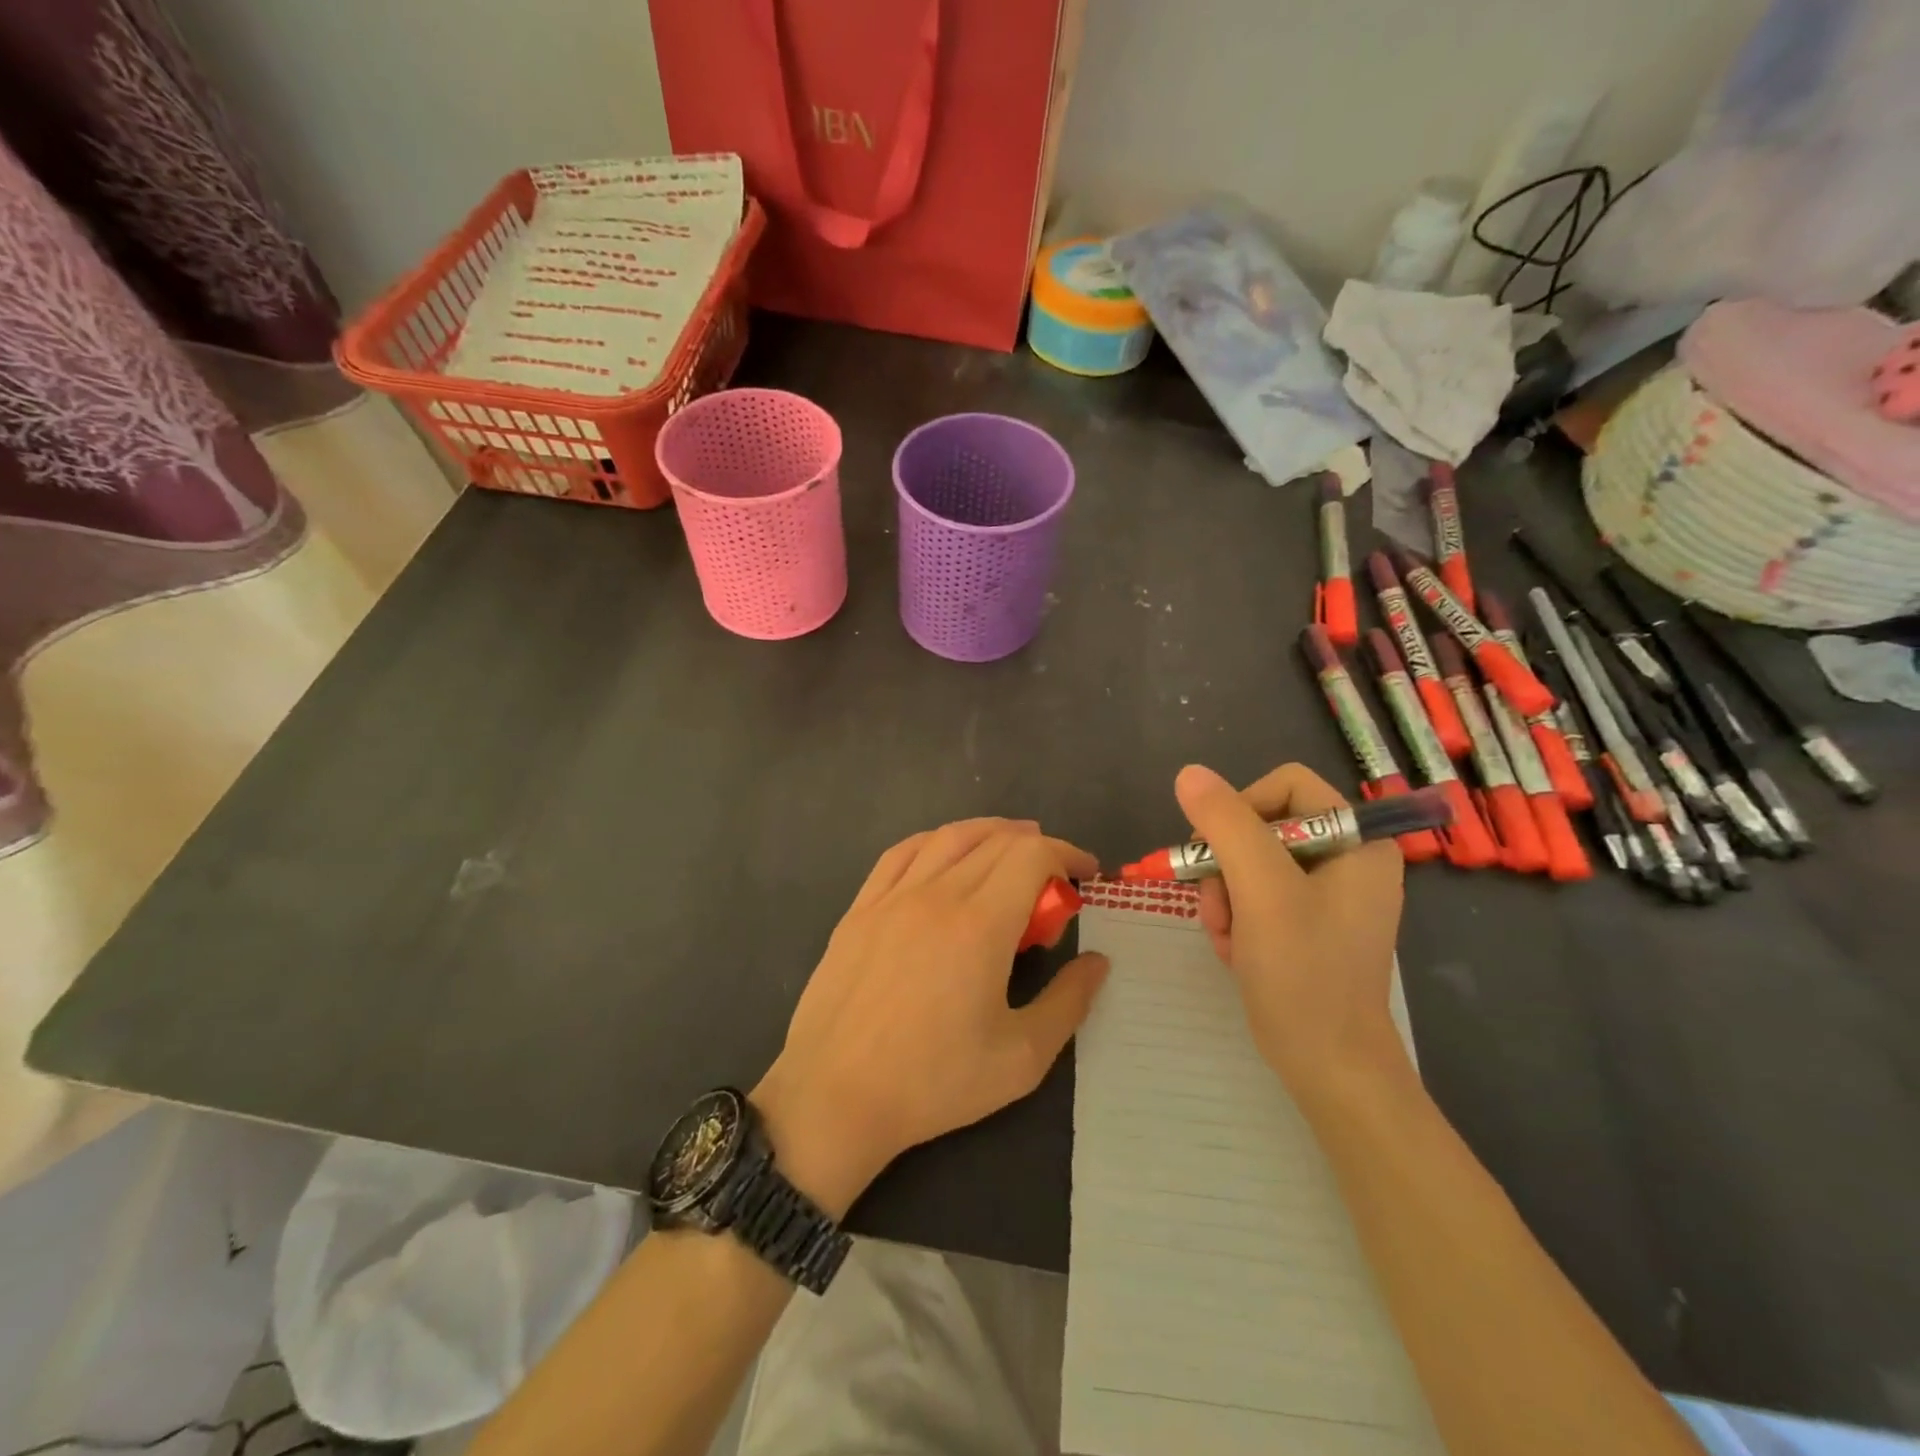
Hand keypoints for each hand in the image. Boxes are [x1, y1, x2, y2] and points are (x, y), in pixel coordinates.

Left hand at [753, 819, 1107, 1217]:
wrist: (834, 1097)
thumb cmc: (933, 1082)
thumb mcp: (1021, 1058)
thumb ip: (1068, 1003)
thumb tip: (1097, 962)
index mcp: (980, 924)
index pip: (1032, 856)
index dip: (1067, 854)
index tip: (1087, 875)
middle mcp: (936, 894)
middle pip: (996, 841)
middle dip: (1036, 849)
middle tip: (1054, 882)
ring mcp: (892, 897)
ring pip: (948, 837)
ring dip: (989, 834)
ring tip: (1010, 850)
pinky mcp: (860, 908)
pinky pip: (901, 853)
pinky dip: (935, 842)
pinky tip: (944, 854)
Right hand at [1177, 763, 1408, 1105]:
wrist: (1328, 1066)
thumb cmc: (1304, 973)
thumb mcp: (1261, 890)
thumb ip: (1227, 824)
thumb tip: (1190, 774)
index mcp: (1357, 841)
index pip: (1286, 786)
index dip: (1242, 807)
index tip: (1217, 850)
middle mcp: (1347, 860)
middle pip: (1262, 825)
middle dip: (1227, 865)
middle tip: (1217, 905)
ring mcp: (1327, 895)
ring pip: (1249, 863)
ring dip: (1224, 897)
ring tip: (1226, 936)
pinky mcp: (1306, 924)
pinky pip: (1255, 896)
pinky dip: (1235, 918)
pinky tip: (1236, 951)